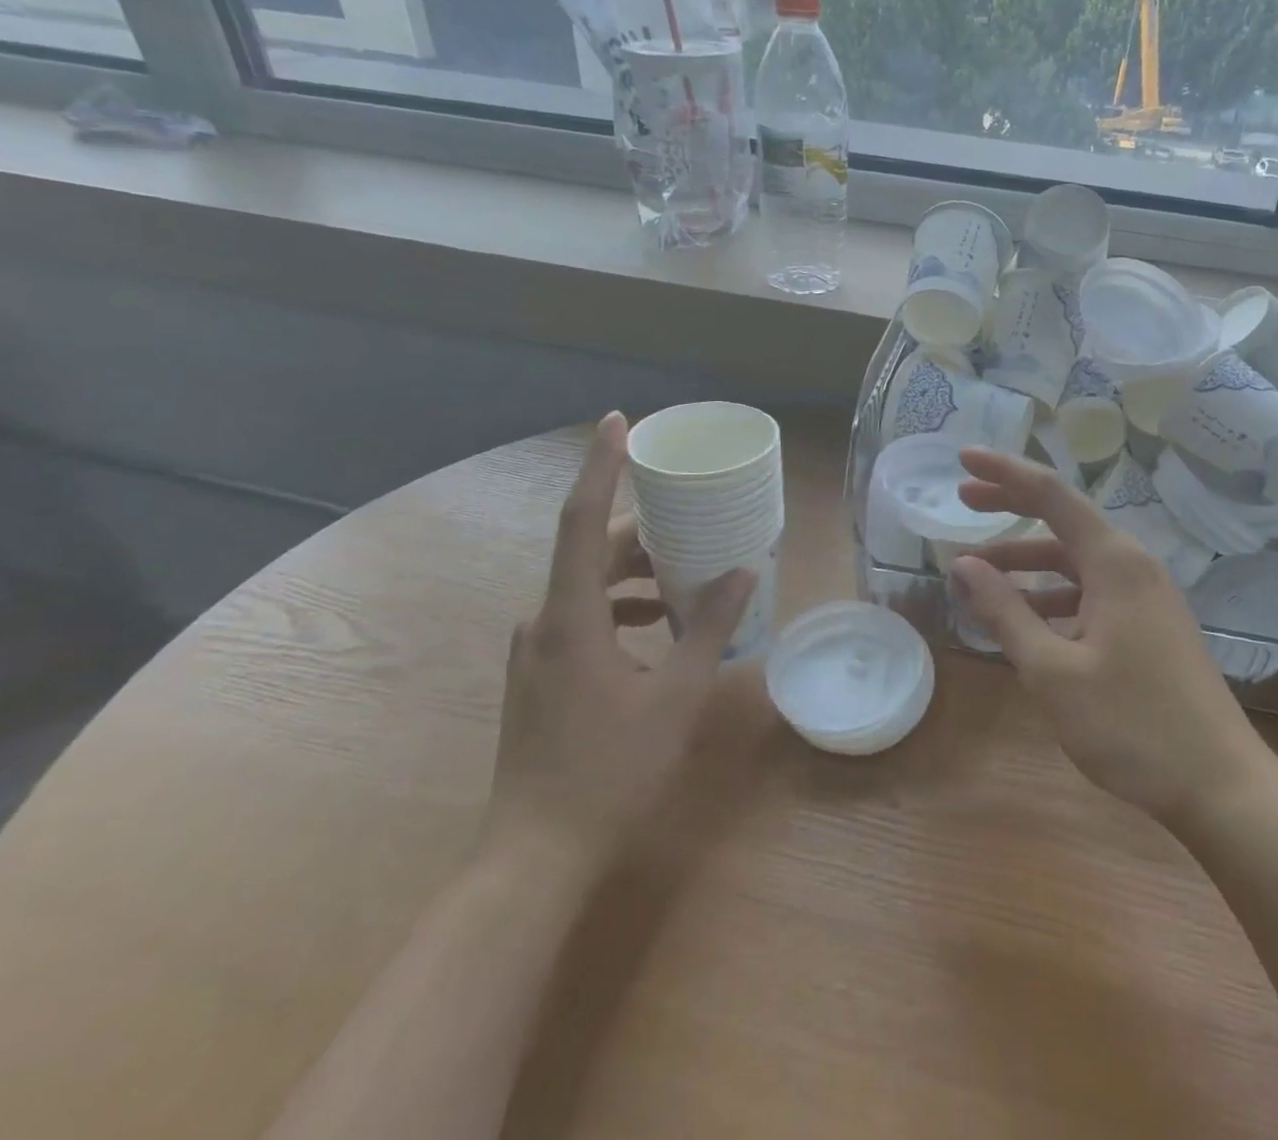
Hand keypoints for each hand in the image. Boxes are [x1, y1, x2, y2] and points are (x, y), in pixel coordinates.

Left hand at [481, 412, 754, 880]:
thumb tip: (743, 571)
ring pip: (588, 586)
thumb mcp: (675, 696)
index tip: (617, 421)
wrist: (536, 857)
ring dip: (636, 573)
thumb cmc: (610, 770)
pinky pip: (583, 617)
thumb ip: (709, 628)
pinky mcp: (539, 673)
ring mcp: (535, 649)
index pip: (582, 520)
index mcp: (570, 617)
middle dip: (642, 530)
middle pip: (591, 551)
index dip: (599, 466)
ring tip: (687, 576)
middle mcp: (542, 621)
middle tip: (692, 519)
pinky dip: (622, 607)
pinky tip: (660, 627)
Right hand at [950, 449, 1273, 825]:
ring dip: (1026, 563)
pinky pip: (1090, 592)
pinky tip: (1025, 620)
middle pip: (1063, 520)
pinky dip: (1052, 596)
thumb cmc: (1132, 726)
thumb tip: (963, 564)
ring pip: (1075, 562)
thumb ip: (1005, 612)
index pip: (1051, 494)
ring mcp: (1145, 597)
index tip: (963, 457)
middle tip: (963, 499)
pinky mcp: (1149, 626)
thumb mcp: (1052, 671)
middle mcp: (1133, 566)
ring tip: (978, 575)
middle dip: (1011, 507)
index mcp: (1114, 562)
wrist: (1222, 788)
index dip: (1004, 472)